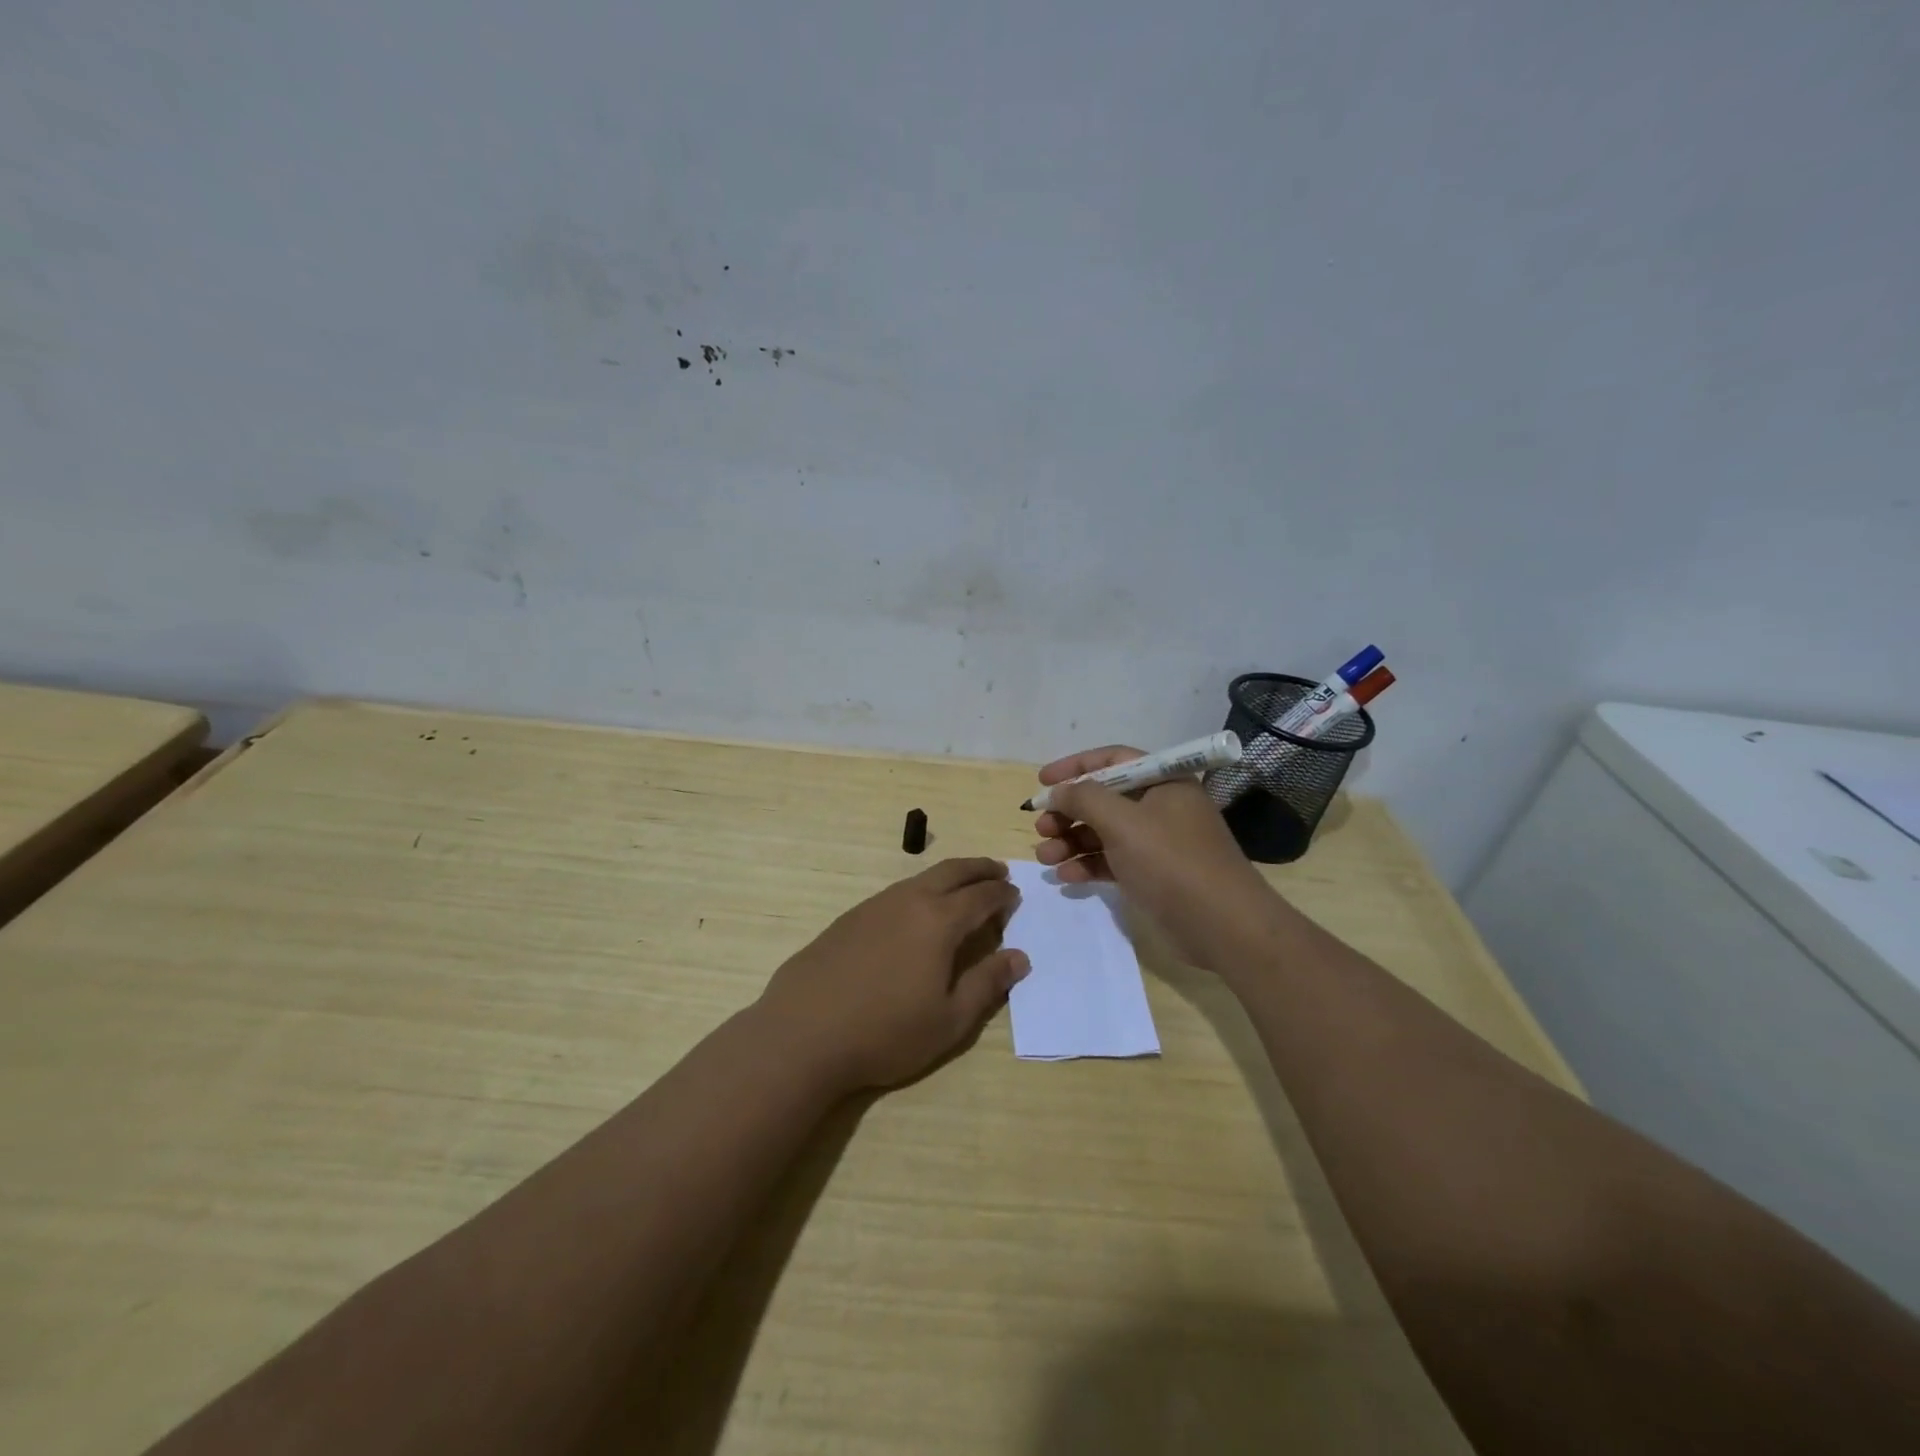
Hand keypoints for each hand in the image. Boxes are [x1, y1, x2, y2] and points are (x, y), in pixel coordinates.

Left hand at [754, 858, 1029, 1091]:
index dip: (1002, 895)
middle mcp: (908, 901)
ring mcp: (874, 905)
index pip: (981, 896)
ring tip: (961, 887)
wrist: (803, 1033)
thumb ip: (987, 984)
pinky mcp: (849, 918)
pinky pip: (896, 892)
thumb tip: (1019, 957)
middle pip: (952, 871)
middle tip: (998, 871)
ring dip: (948, 877)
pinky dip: (919, 891)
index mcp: (939, 921)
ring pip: (921, 878)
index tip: (1015, 895)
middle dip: (979, 868)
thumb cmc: (885, 1032)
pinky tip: (915, 912)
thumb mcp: (950, 1020)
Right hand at [1032, 746, 1279, 969]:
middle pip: (1104, 799)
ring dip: (1072, 841)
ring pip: (1104, 832)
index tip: (1042, 782)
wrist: (1223, 926)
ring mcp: (1158, 842)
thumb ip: (1084, 799)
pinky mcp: (1153, 874)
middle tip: (1041, 827)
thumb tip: (1058, 791)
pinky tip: (1065, 877)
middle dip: (1068, 812)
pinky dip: (1089, 865)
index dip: (1075, 767)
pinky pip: (1113, 860)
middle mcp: (1161, 806)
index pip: (1113, 760)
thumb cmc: (1172, 862)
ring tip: (1044, 856)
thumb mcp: (1123, 823)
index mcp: (1163, 781)